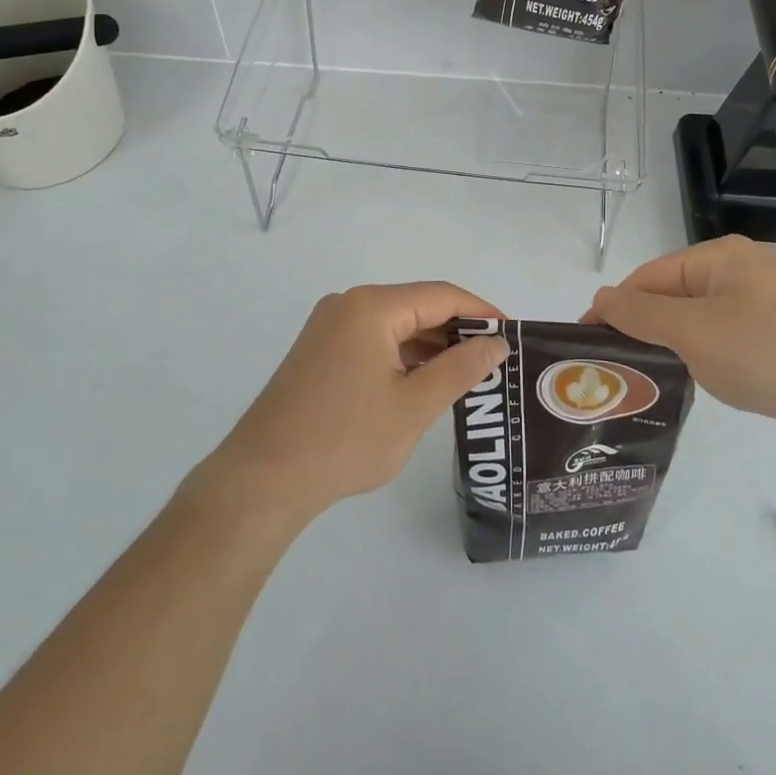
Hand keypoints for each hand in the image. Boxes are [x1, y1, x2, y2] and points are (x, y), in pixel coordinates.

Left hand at [197, 283, 509, 524]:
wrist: (262, 479)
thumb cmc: (345, 439)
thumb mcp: (414, 406)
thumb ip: (461, 369)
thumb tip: (496, 343)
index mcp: (371, 307)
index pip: (441, 295)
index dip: (482, 312)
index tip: (513, 336)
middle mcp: (348, 305)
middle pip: (417, 306)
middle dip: (457, 331)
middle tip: (494, 363)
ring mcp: (328, 328)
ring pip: (395, 326)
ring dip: (430, 347)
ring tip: (467, 377)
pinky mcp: (319, 352)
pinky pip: (373, 342)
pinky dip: (402, 358)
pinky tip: (423, 385)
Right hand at [587, 235, 775, 457]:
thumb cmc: (768, 353)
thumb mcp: (693, 331)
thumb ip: (641, 313)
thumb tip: (600, 297)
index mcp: (720, 257)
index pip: (648, 276)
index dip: (614, 306)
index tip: (586, 342)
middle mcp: (741, 273)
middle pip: (672, 296)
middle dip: (642, 327)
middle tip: (612, 366)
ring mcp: (764, 306)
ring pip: (698, 322)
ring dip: (671, 346)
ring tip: (643, 378)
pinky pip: (725, 341)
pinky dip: (703, 358)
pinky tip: (693, 382)